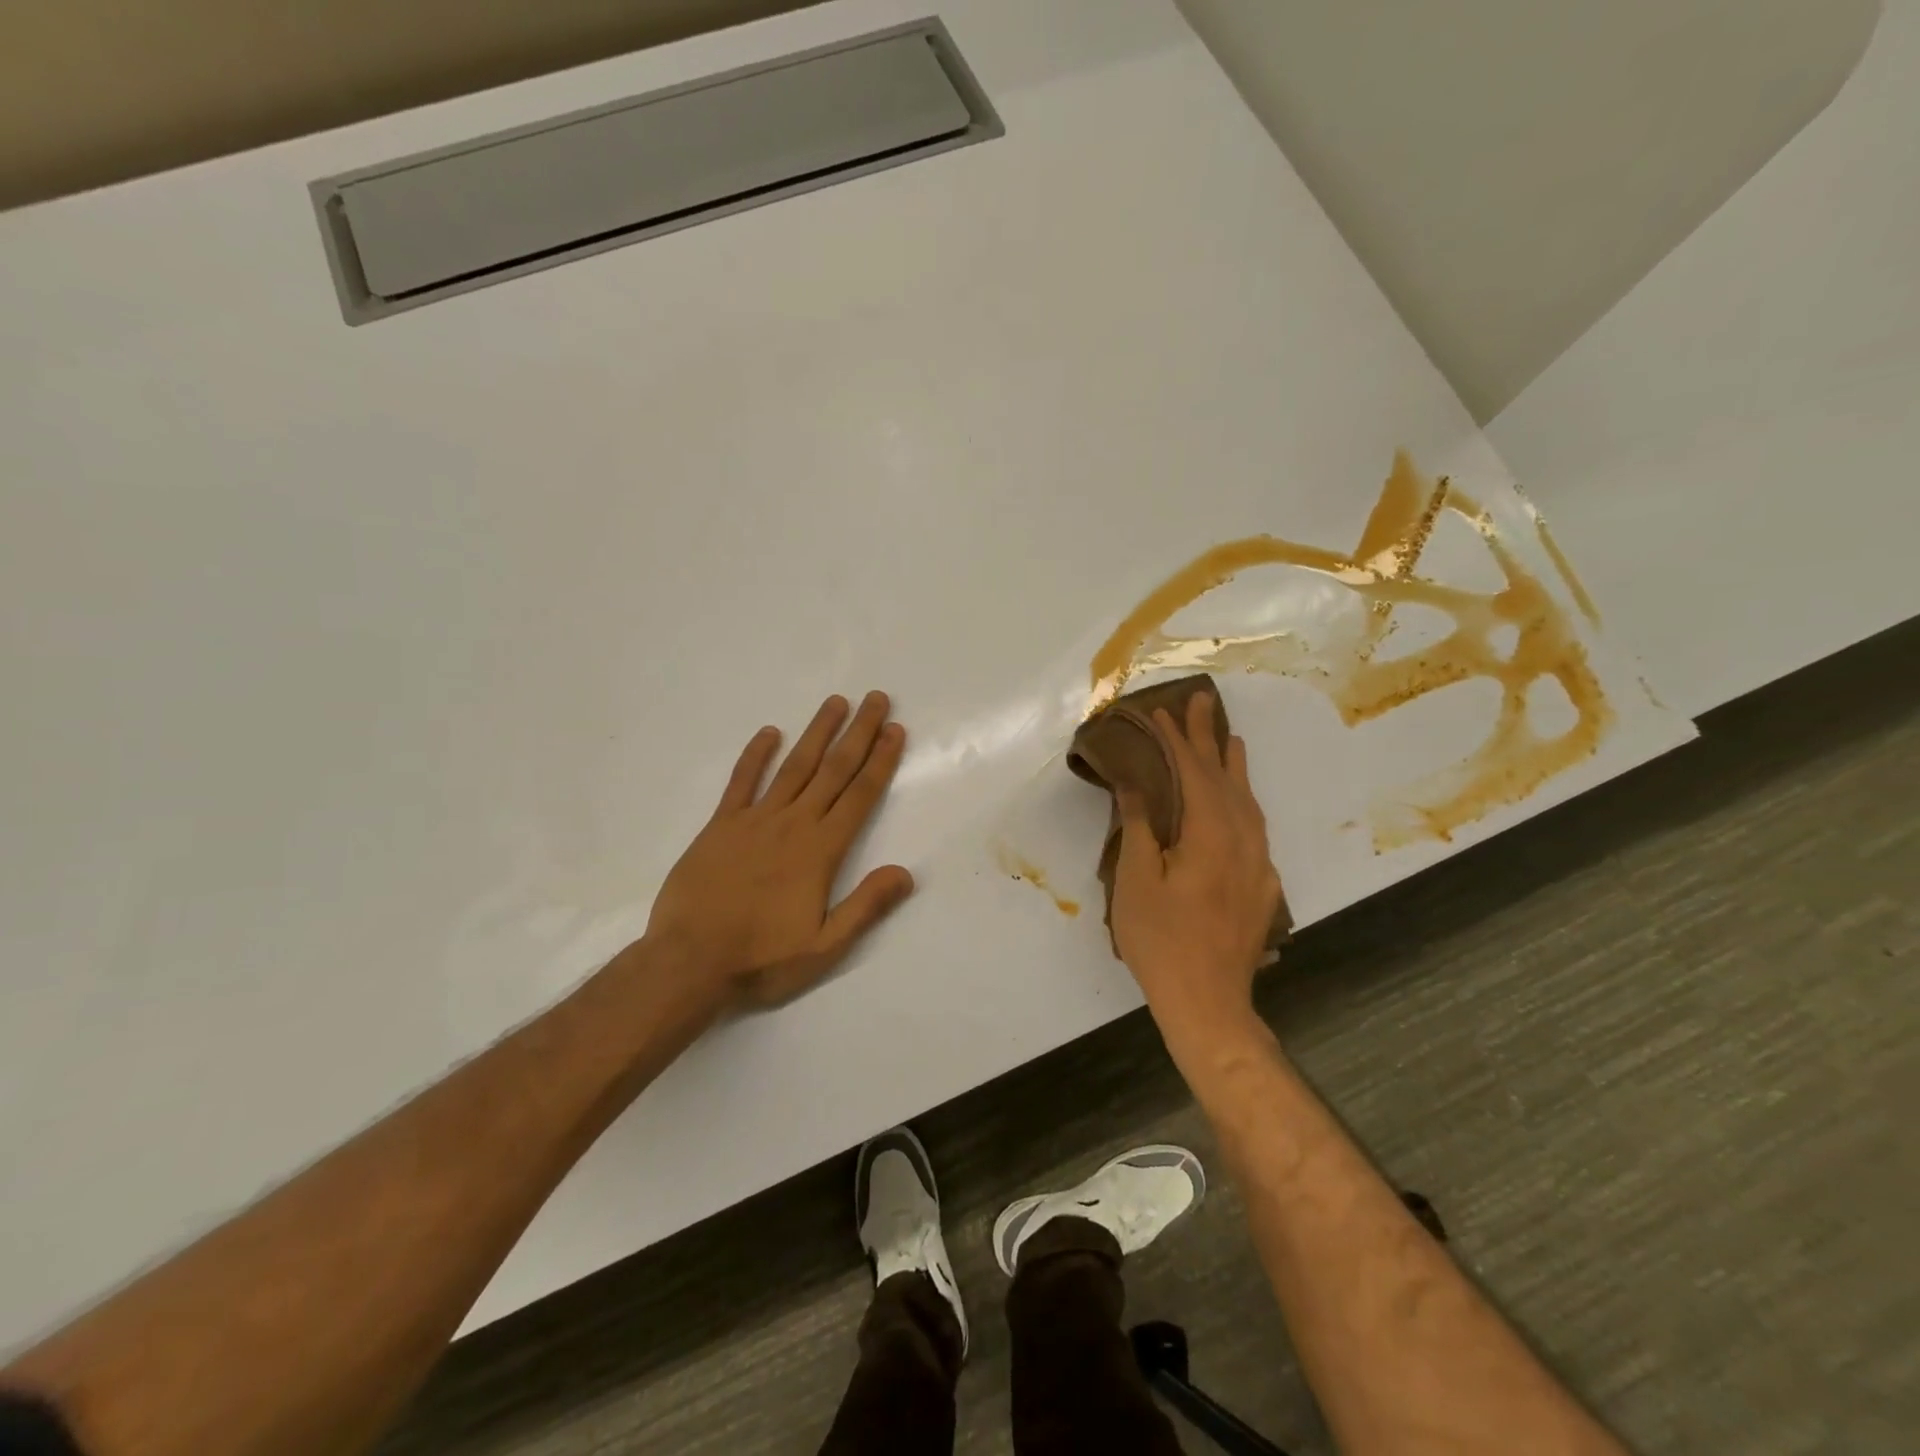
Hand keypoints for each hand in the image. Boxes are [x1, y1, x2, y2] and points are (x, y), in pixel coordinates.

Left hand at [642, 692, 914, 1012]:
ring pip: (794, 766)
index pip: (859, 796)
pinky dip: (755, 755)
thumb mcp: (824, 948)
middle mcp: (792, 824)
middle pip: (833, 770)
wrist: (688, 962)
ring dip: (817, 732)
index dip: (880, 761)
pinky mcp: (721, 826)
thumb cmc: (761, 959)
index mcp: (820, 851)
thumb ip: (866, 907)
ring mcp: (754, 820)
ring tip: (836, 703)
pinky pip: (741, 781)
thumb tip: (905, 873)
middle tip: (876, 699)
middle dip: (859, 733)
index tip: (895, 730)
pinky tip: (768, 732)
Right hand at [1110, 691, 1283, 1037]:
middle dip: (1210, 738)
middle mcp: (1243, 839)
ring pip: (1249, 802)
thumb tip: (1137, 785)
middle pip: (1227, 777)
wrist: (1209, 1002)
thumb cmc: (1161, 940)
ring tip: (1229, 741)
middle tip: (1201, 701)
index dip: (1176, 739)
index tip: (1162, 710)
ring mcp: (1258, 864)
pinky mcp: (1262, 886)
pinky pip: (1255, 828)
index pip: (1194, 771)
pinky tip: (1238, 807)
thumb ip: (1140, 827)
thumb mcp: (1136, 881)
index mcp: (1210, 833)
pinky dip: (1244, 803)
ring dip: (1234, 767)